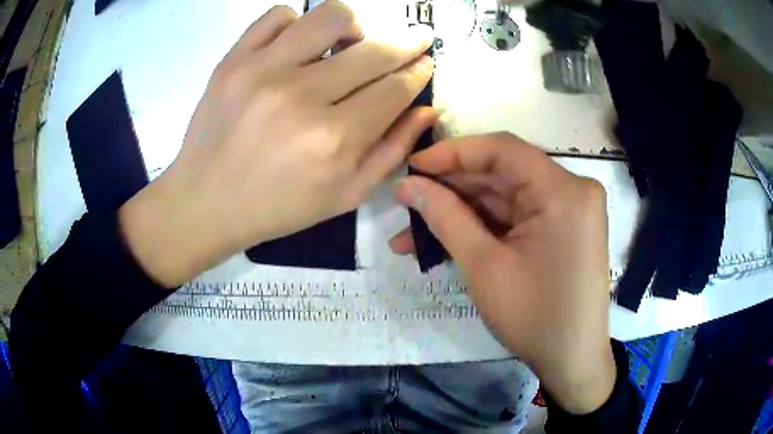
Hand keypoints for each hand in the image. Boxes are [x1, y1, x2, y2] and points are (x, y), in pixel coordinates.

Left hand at [119, 2, 435, 286]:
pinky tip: (298, 46)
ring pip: (330, 16)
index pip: (395, 88)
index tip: (426, 62)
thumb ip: (393, 151)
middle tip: (415, 41)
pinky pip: (278, 15)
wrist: (205, 202)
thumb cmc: (277, 207)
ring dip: (354, 26)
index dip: (419, 71)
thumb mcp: (345, 196)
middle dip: (406, 43)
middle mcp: (302, 97)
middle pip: (374, 50)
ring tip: (348, 44)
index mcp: (334, 140)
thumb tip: (426, 108)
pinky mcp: (232, 60)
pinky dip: (297, 23)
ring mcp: (262, 71)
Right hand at [391, 133, 615, 413]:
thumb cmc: (534, 317)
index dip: (453, 152)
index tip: (413, 166)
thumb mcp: (484, 267)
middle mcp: (572, 189)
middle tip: (406, 202)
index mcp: (563, 191)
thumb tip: (407, 185)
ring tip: (412, 232)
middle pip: (502, 173)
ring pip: (505, 197)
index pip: (502, 150)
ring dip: (461, 213)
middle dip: (451, 189)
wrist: (572, 360)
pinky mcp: (562, 227)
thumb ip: (445, 218)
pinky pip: (517, 216)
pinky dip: (483, 227)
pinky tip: (446, 240)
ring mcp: (569, 209)